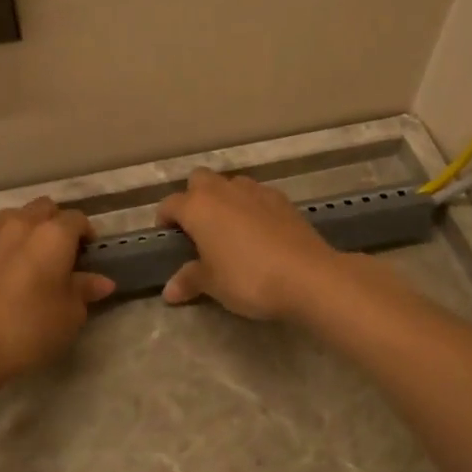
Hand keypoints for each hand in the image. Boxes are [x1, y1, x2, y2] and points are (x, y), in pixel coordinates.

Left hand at [0, 198, 114, 393]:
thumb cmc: (27, 329)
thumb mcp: (69, 315)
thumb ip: (85, 291)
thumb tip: (102, 281)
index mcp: (53, 235)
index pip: (77, 219)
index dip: (86, 234)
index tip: (88, 255)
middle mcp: (21, 223)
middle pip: (45, 208)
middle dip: (57, 223)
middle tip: (61, 253)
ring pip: (15, 216)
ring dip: (28, 228)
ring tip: (29, 258)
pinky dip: (4, 243)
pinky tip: (3, 270)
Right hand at [155, 170, 338, 320]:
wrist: (306, 275)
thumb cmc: (248, 278)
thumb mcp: (213, 284)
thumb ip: (190, 280)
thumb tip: (169, 291)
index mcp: (198, 207)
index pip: (170, 204)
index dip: (164, 219)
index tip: (167, 237)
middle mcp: (224, 190)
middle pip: (199, 180)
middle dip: (194, 197)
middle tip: (198, 228)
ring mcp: (256, 191)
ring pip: (230, 184)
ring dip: (224, 199)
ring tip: (229, 229)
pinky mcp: (282, 199)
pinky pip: (257, 195)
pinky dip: (251, 206)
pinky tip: (258, 231)